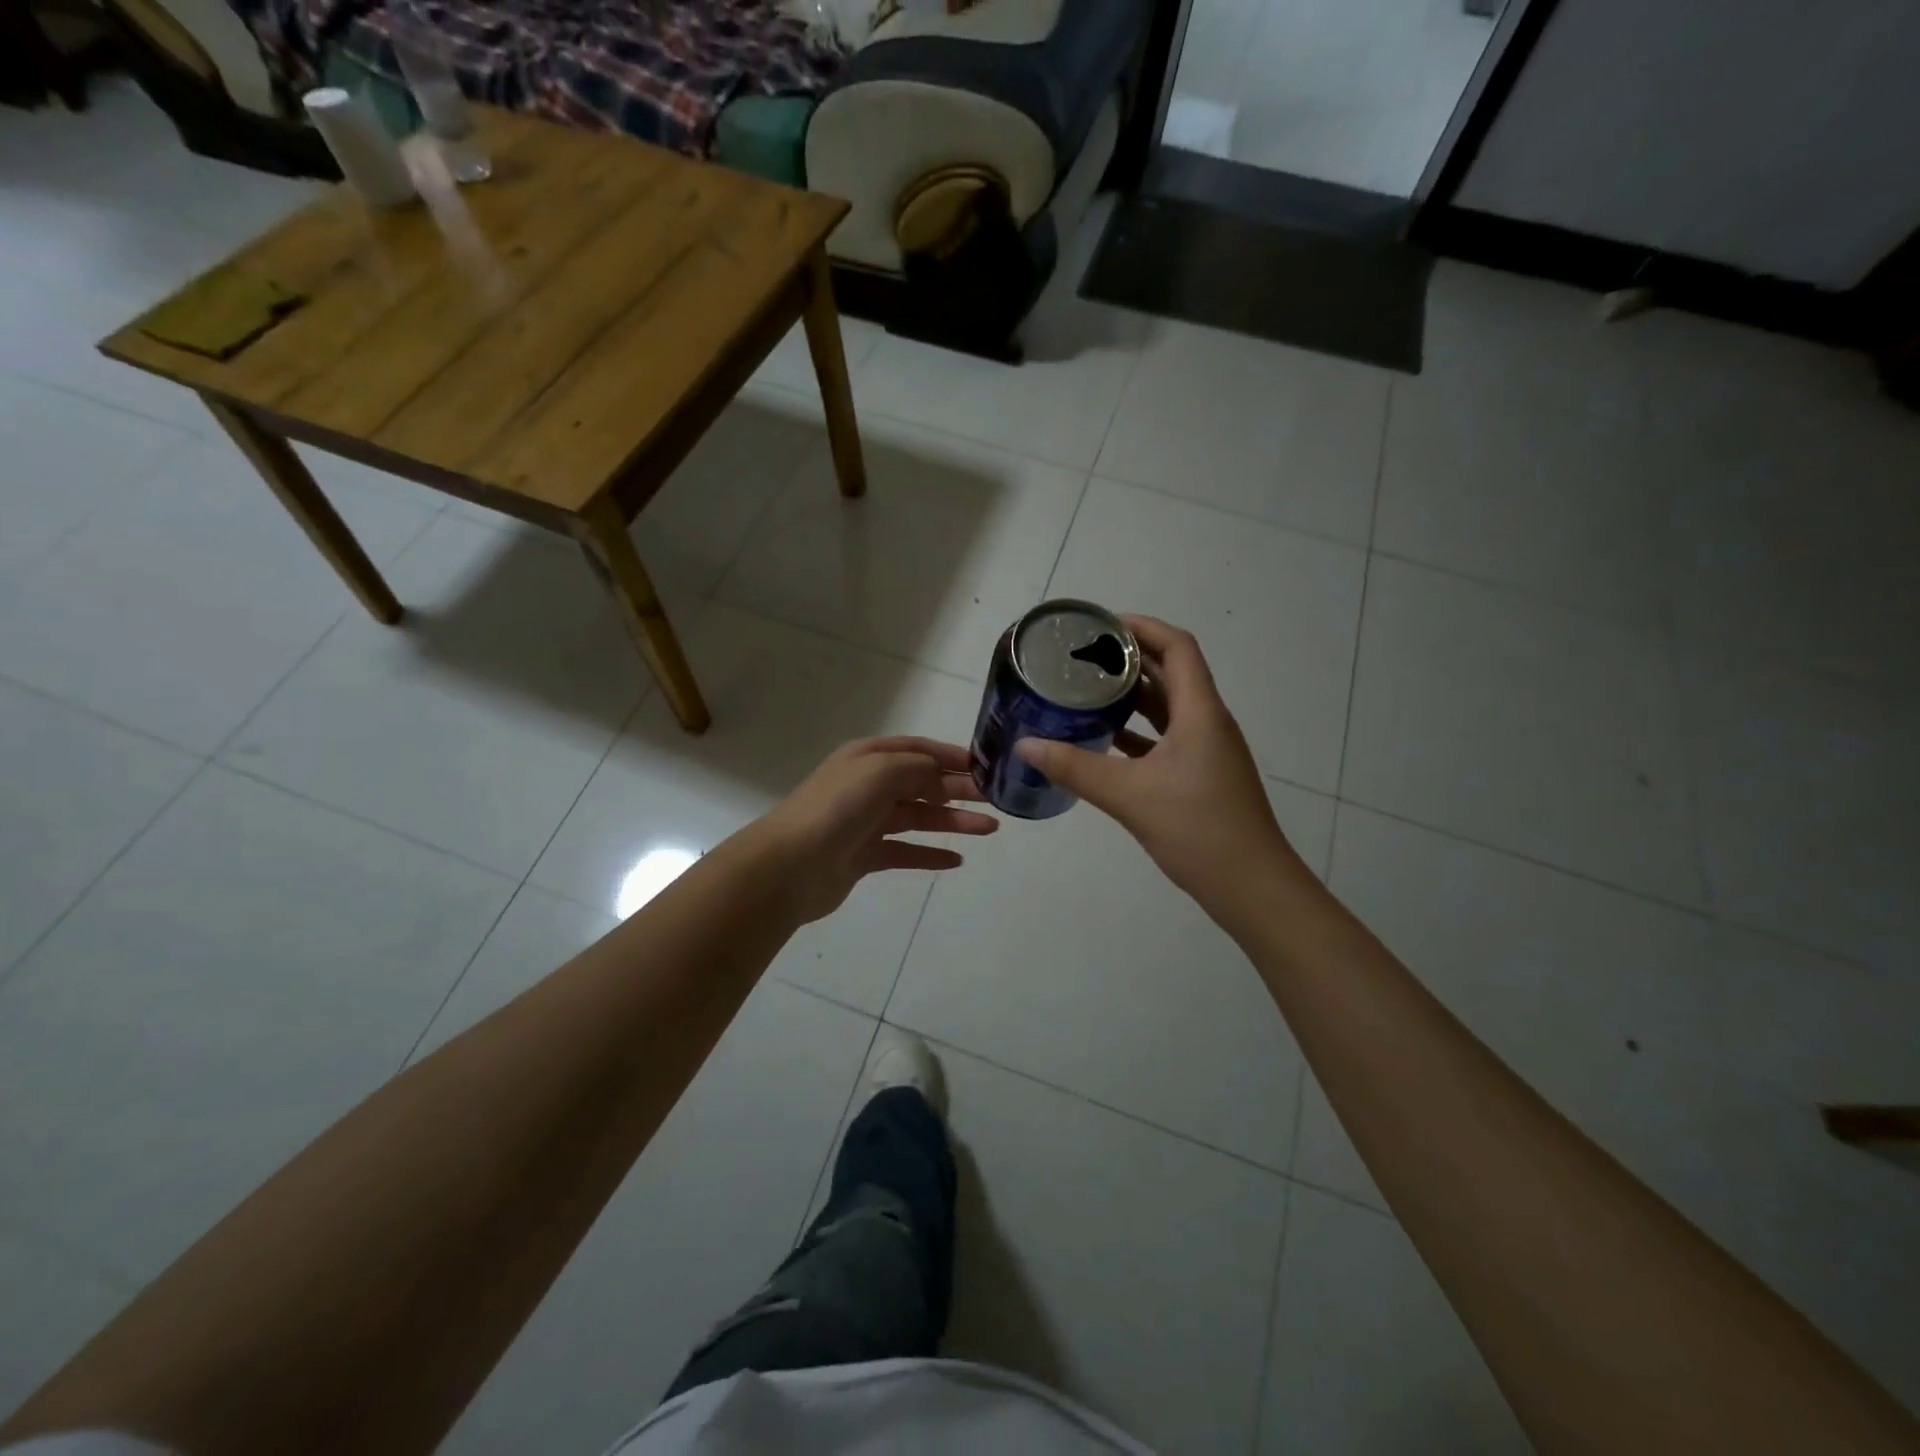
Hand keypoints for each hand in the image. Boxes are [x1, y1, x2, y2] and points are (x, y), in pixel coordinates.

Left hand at [751, 737, 997, 924]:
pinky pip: (906, 852)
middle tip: (997, 799)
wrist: (790, 865)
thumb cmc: (837, 808)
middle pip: (923, 783)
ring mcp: (866, 822)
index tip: (987, 766)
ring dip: (954, 822)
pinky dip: (931, 854)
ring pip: (919, 818)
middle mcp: (868, 785)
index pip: (918, 750)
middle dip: (959, 789)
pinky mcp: (865, 856)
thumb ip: (920, 768)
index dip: (952, 756)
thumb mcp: (882, 770)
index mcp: (869, 757)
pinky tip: (957, 860)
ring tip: (990, 829)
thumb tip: (942, 782)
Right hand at [1014, 616, 1304, 914]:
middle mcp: (1207, 722)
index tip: (1101, 625)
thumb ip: (1074, 767)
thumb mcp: (1129, 795)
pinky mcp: (1201, 775)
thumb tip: (1025, 745)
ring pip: (1168, 707)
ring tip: (1087, 689)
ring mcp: (1208, 750)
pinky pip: (1166, 738)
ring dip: (1133, 695)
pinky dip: (1137, 731)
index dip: (1142, 627)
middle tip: (1082, 656)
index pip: (1177, 647)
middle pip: (1171, 672)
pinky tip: (1105, 739)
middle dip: (1130, 659)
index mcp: (1200, 712)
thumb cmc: (1198, 830)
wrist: (1251, 887)